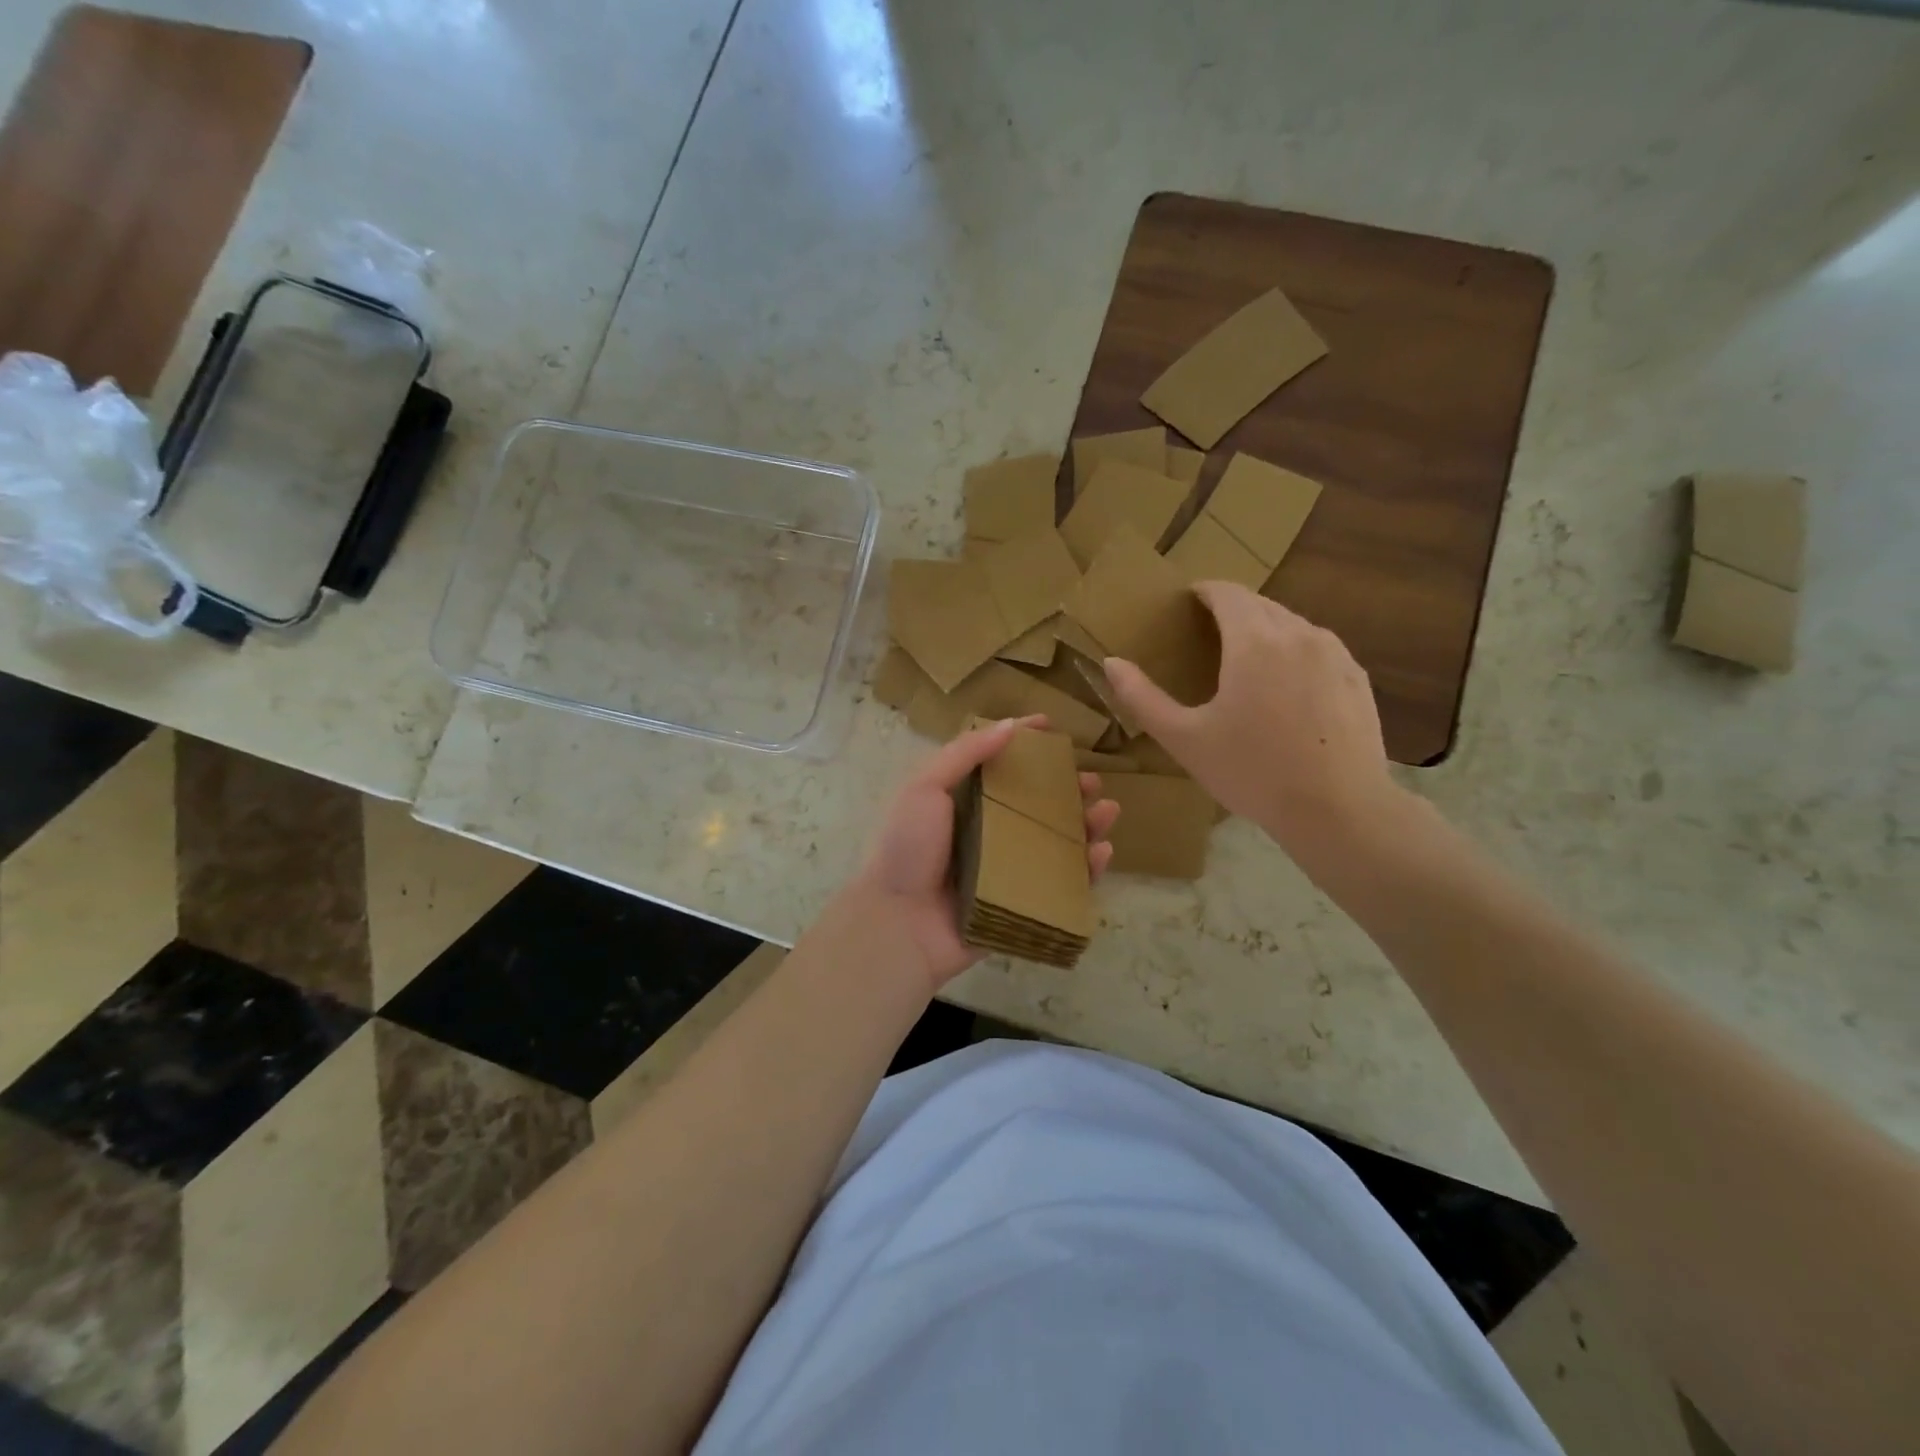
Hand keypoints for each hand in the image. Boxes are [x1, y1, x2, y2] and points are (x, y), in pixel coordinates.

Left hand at [845, 716, 1118, 992]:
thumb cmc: (908, 849)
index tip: (1054, 727)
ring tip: (1107, 811)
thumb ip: (963, 754)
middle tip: (1091, 780)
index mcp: (965, 802)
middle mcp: (990, 832)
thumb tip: (1009, 724)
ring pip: (1058, 842)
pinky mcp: (1023, 903)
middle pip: (1038, 804)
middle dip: (1068, 788)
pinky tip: (1102, 852)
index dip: (1026, 743)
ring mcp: (1009, 870)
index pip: (1001, 765)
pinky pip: (1062, 885)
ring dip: (1086, 825)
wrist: (898, 924)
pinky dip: (1087, 870)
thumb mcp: (924, 788)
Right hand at [1101, 583, 1404, 863]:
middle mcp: (1297, 633)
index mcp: (1253, 641)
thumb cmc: (1252, 772)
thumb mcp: (1184, 739)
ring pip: (1291, 624)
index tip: (1185, 604)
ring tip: (1244, 660)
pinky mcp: (1356, 676)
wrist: (1338, 810)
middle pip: (1259, 604)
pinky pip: (1317, 648)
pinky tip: (1285, 686)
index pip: (1226, 593)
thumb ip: (1143, 698)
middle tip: (1206, 634)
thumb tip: (1111, 662)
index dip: (1202, 592)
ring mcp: (1334, 653)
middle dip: (1231, 610)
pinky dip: (1294, 651)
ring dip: (1263, 629)